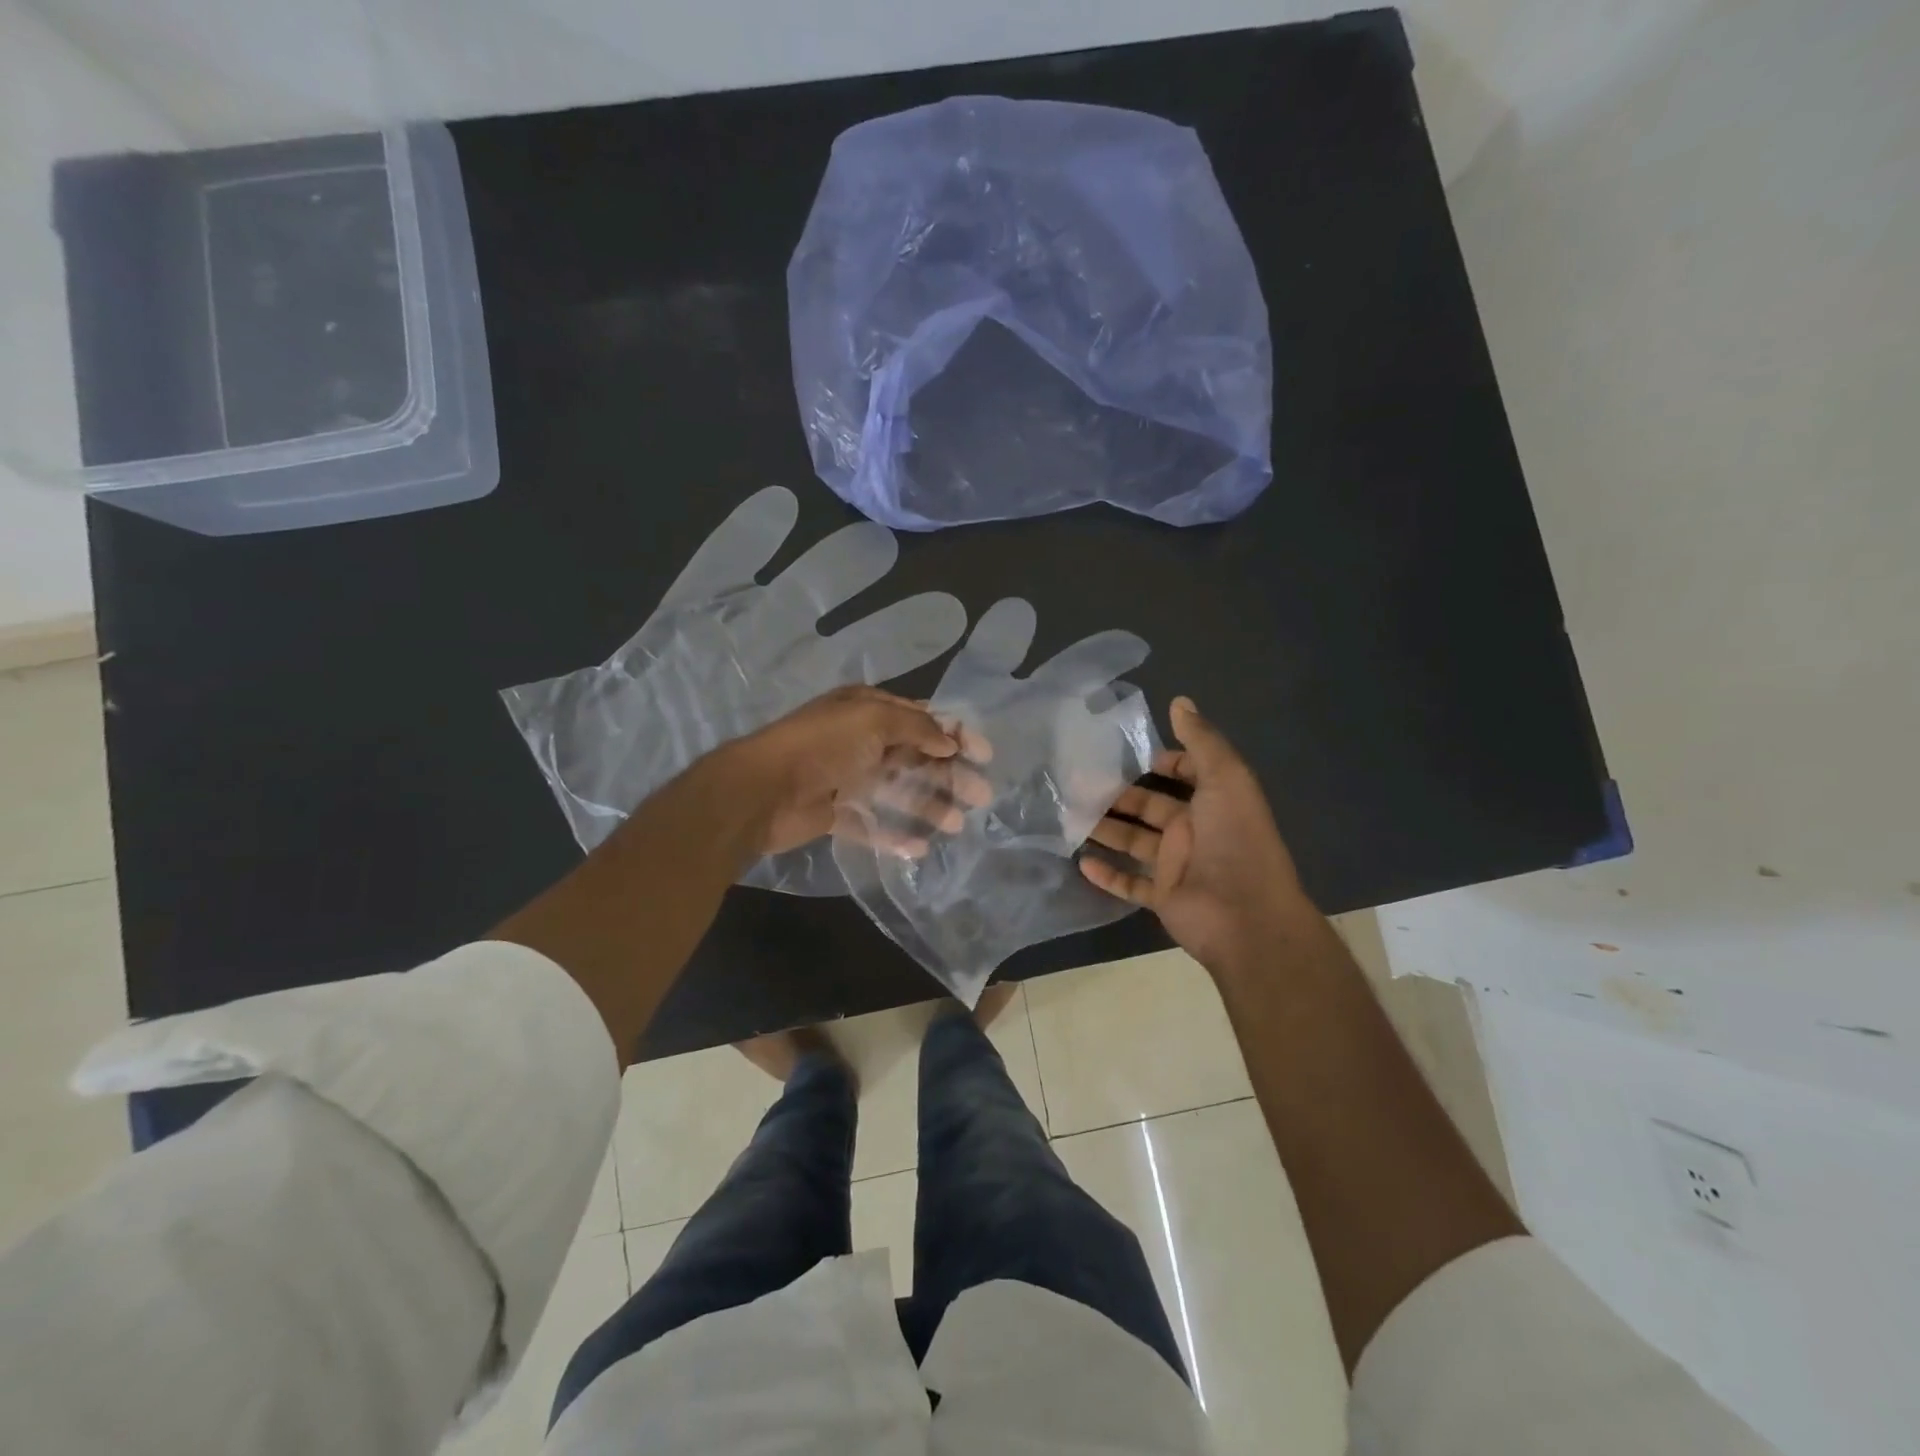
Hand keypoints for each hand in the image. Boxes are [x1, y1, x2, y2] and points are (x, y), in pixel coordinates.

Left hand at [714, 686, 991, 856]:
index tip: (984, 756)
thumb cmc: (822, 746)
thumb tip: (950, 742)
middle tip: (980, 796)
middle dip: (949, 774)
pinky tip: (919, 848)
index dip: (955, 734)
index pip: (922, 719)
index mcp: (868, 710)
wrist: (762, 790)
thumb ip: (917, 728)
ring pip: (898, 791)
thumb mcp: (872, 721)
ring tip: (957, 825)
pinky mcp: (836, 811)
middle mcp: (861, 740)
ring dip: (928, 805)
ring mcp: (848, 777)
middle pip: (915, 757)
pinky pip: (872, 823)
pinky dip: (895, 834)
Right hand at [1079, 697, 1311, 974]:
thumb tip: (1180, 700)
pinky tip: (1080, 861)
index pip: (1186, 774)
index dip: (1164, 763)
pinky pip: (1130, 884)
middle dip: (1118, 795)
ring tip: (1068, 815)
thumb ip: (1202, 741)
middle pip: (1150, 807)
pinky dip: (1107, 875)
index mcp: (1213, 801)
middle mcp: (1194, 830)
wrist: (1246, 916)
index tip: (1129, 755)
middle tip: (1078, 782)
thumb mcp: (1227, 779)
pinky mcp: (1163, 897)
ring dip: (1105, 829)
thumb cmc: (1236, 840)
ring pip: (1134, 842)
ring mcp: (1177, 866)